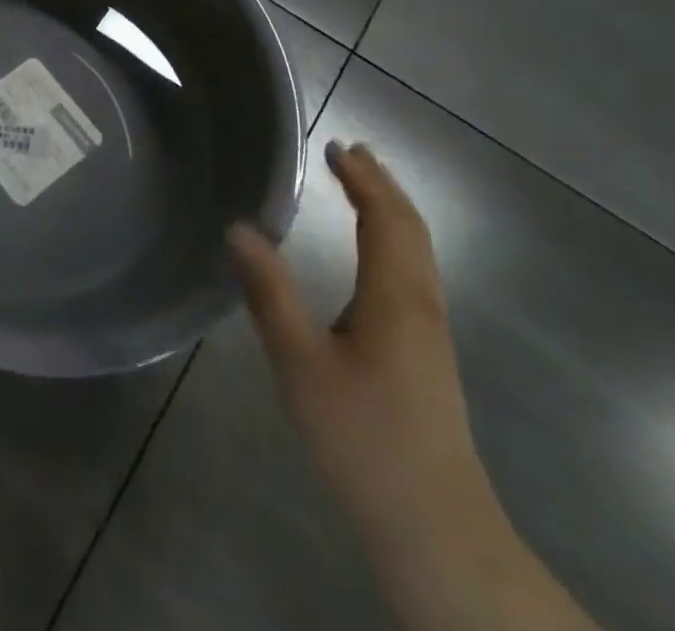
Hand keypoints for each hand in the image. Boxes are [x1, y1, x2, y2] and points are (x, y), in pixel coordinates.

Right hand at [228, 143, 495, 559]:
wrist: (435, 529)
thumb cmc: (363, 439)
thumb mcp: (301, 363)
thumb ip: (270, 293)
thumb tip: (239, 227)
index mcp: (395, 297)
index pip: (385, 218)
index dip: (364, 178)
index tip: (337, 145)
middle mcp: (421, 304)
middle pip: (411, 229)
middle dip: (382, 185)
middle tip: (350, 153)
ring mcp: (430, 333)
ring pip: (418, 252)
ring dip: (391, 211)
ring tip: (362, 187)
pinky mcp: (428, 355)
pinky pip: (414, 273)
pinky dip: (394, 240)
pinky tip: (373, 254)